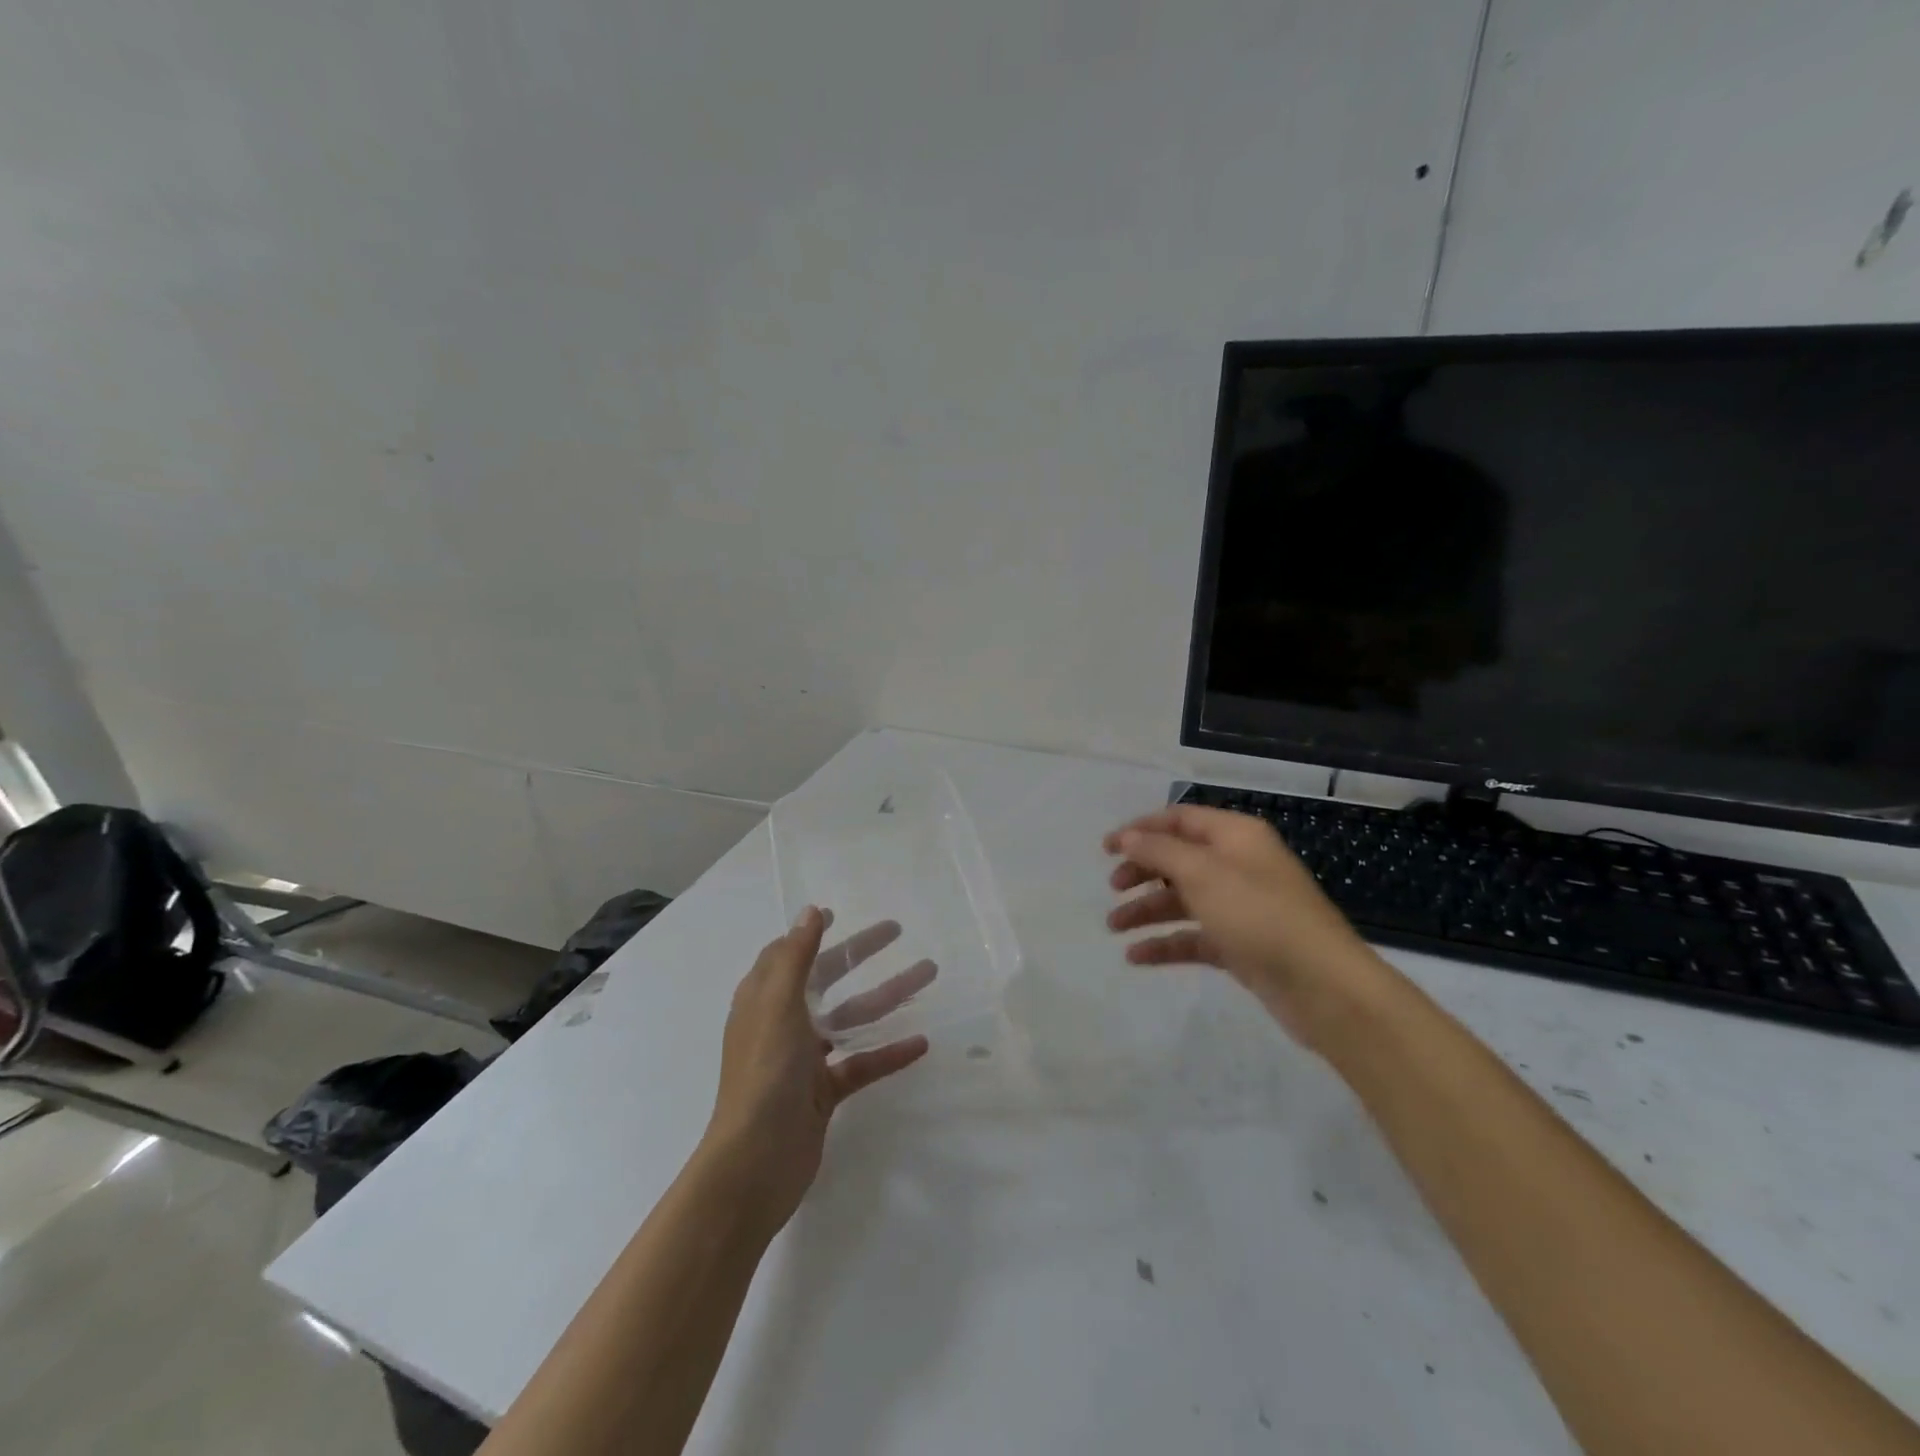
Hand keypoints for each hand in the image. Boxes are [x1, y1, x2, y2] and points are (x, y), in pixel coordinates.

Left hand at [702, 907, 930, 1232]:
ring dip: (887, 996)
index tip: (837, 914)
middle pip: (826, 979)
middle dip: (859, 955)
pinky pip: (861, 1064)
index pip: (786, 955)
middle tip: (896, 931)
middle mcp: (783, 1024)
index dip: (809, 934)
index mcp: (764, 1000)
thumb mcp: (778, 1005)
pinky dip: (888, 1053)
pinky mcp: (823, 1093)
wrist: (755, 1163)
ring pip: (850, 1019)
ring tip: (927, 974)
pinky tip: (920, 1043)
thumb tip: (809, 912)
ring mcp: (803, 1060)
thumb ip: (796, 957)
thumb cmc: (764, 1073)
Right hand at [1104, 804, 1400, 1045]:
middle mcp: (1238, 865)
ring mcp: (1241, 907)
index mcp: (1235, 836)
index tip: (1106, 848)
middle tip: (1112, 887)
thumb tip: (1128, 837)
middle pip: (1179, 860)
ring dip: (1147, 911)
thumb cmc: (1258, 914)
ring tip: (1113, 928)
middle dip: (1142, 871)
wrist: (1322, 985)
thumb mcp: (1202, 873)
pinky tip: (1136, 957)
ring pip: (1183, 901)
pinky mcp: (1241, 945)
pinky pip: (1194, 937)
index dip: (1141, 829)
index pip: (1180, 819)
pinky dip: (1166, 943)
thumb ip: (1159, 851)